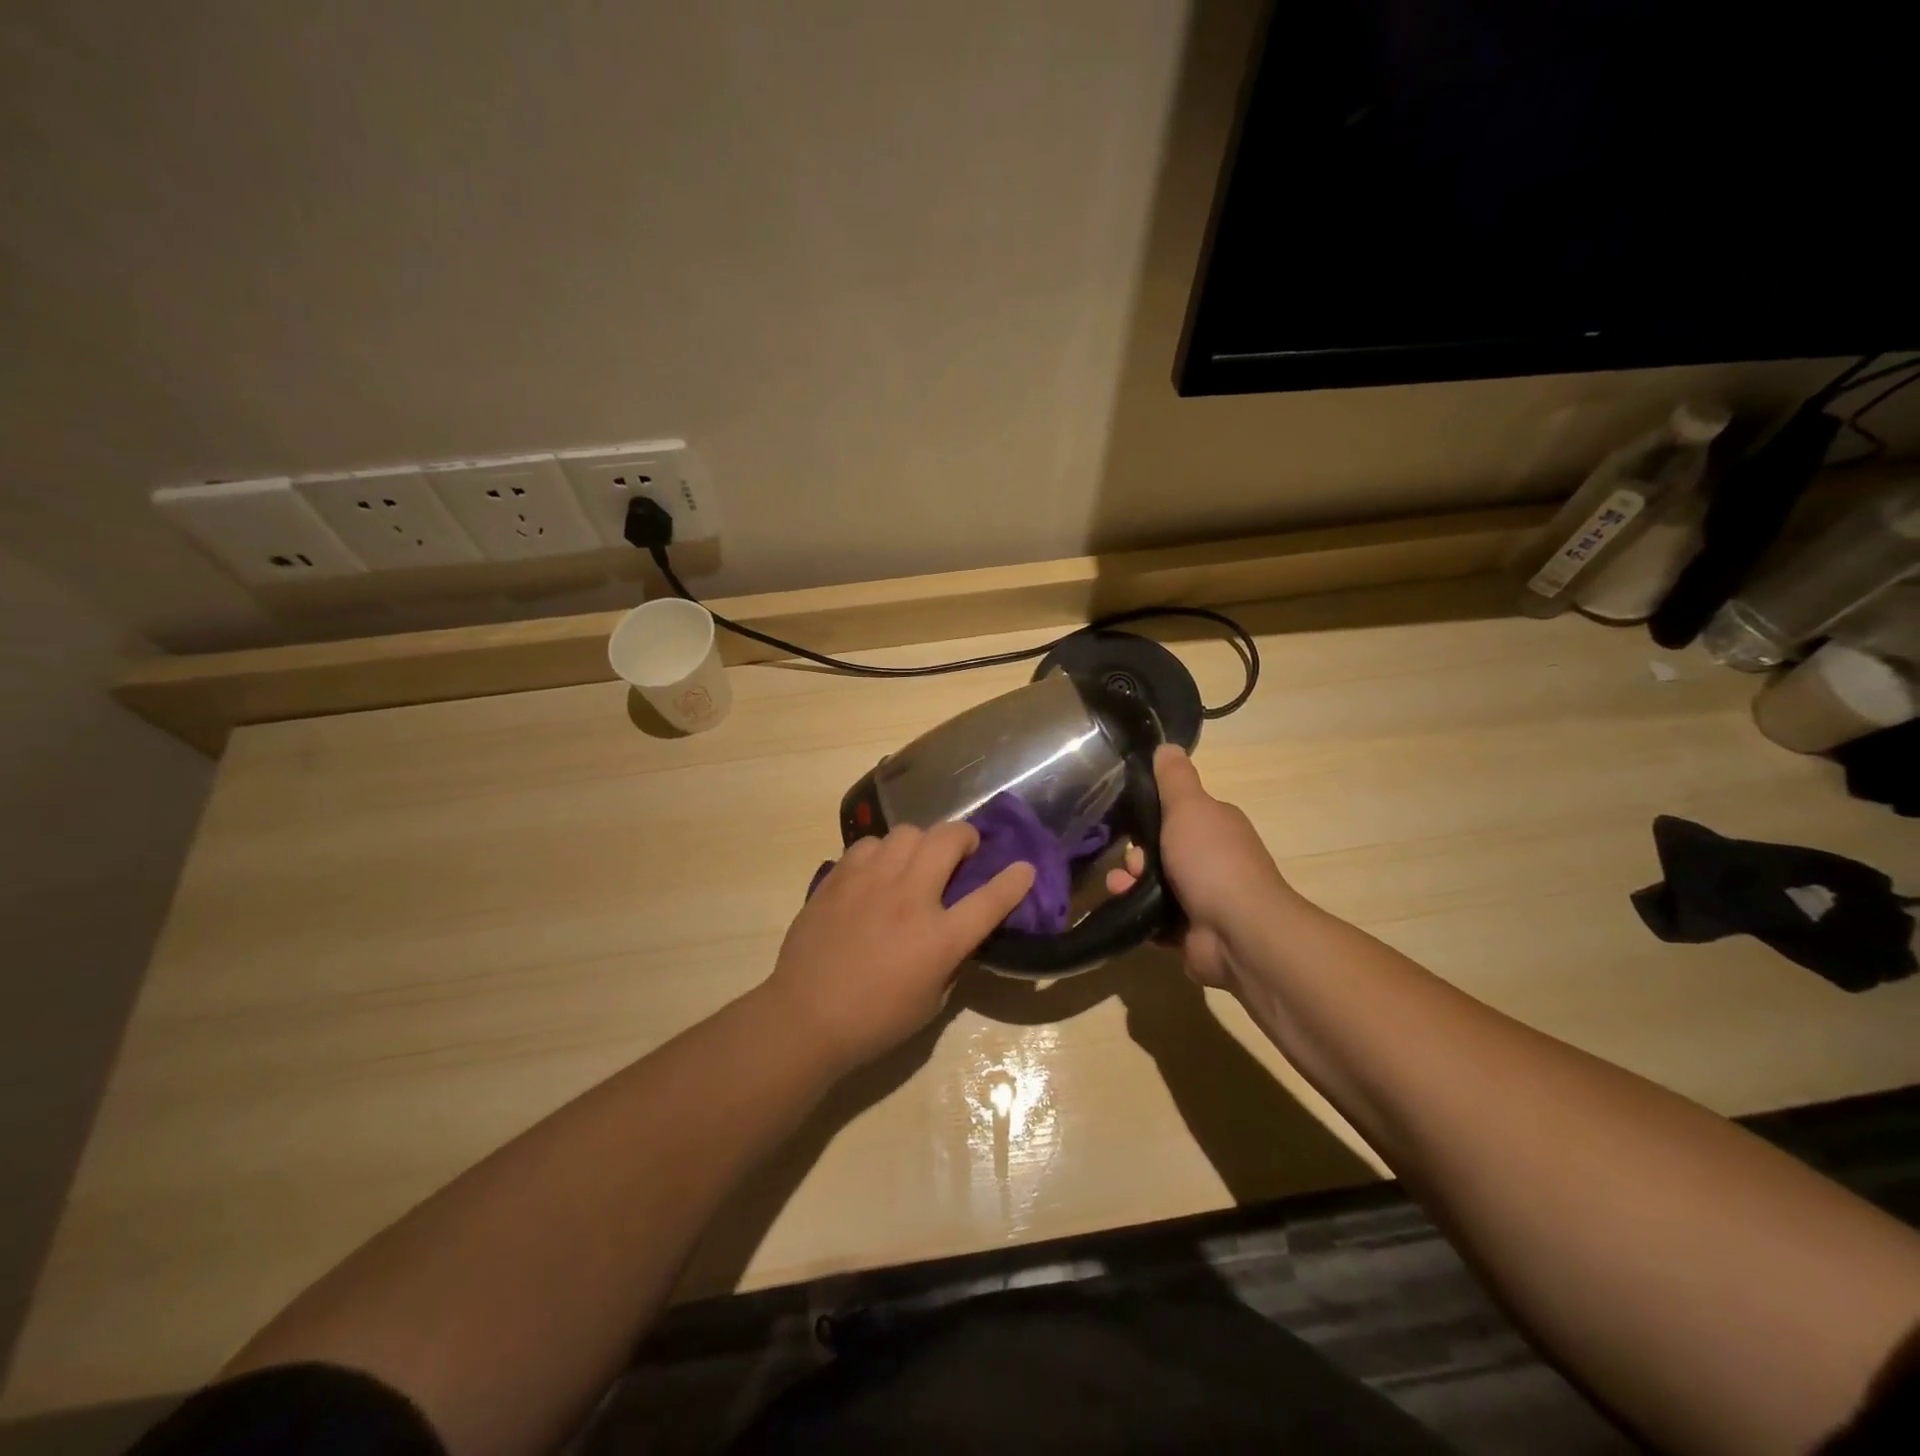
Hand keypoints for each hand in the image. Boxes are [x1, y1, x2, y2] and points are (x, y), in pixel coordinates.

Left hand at [767, 824, 1034, 1069]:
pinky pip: (869, 844)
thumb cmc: (875, 1021)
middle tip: (963, 851)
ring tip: (915, 861)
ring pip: (907, 832)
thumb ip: (951, 958)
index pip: (990, 898)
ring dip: (922, 843)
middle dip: (965, 837)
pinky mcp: (839, 877)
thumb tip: (957, 931)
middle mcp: (909, 898)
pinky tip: (876, 873)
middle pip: (948, 839)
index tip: (1024, 867)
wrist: (805, 1017)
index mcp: (939, 937)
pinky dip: (881, 852)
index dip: (1015, 880)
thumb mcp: (931, 1001)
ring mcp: (871, 881)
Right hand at [1106, 745, 1297, 990]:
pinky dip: (1138, 913)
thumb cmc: (1212, 861)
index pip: (1178, 814)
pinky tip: (1126, 910)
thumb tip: (1167, 745)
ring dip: (1130, 883)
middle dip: (1136, 856)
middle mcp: (1212, 859)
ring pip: (1153, 884)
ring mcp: (1203, 897)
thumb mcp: (1189, 808)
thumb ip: (1174, 778)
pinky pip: (1154, 917)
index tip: (1129, 820)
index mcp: (1216, 826)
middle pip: (1161, 850)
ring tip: (1120, 888)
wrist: (1238, 932)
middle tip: (1131, 863)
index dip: (1151, 815)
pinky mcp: (1190, 931)